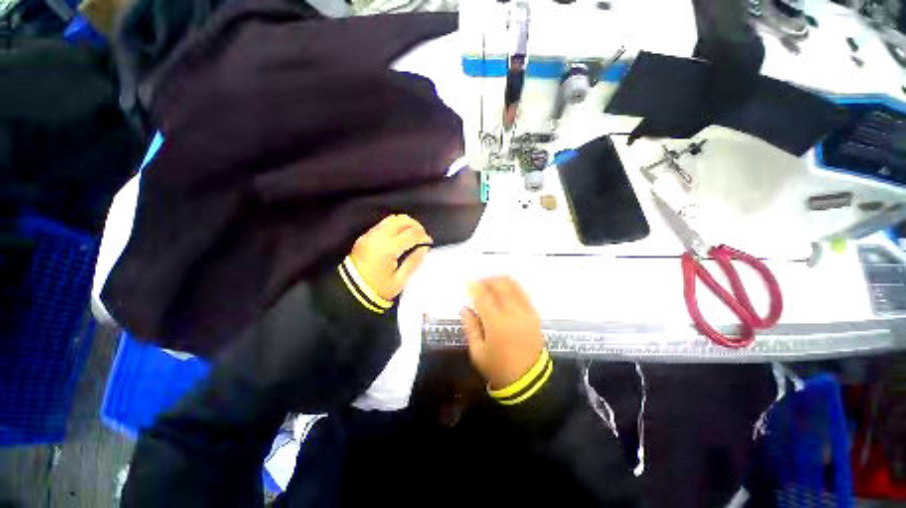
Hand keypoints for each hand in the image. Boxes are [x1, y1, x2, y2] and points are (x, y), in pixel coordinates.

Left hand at [350, 215, 431, 300]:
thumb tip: (424, 248)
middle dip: (416, 226)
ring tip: (411, 234)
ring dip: (406, 223)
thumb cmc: (378, 289)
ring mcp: (370, 234)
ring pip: (392, 218)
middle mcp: (379, 237)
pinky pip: (383, 223)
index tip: (428, 243)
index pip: (412, 233)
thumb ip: (414, 262)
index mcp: (388, 248)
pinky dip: (395, 225)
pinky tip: (399, 235)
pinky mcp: (365, 236)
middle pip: (403, 220)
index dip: (423, 236)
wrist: (350, 291)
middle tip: (422, 237)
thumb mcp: (400, 281)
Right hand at [460, 276, 543, 388]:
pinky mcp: (535, 315)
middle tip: (478, 283)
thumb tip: (464, 307)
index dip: (474, 287)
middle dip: (488, 281)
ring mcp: (527, 313)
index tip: (467, 282)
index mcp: (497, 324)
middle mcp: (514, 314)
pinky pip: (523, 293)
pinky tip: (503, 291)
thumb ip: (470, 326)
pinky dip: (511, 287)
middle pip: (501, 286)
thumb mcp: (477, 351)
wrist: (528, 381)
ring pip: (514, 286)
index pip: (484, 298)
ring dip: (500, 281)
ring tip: (490, 284)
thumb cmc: (498, 368)